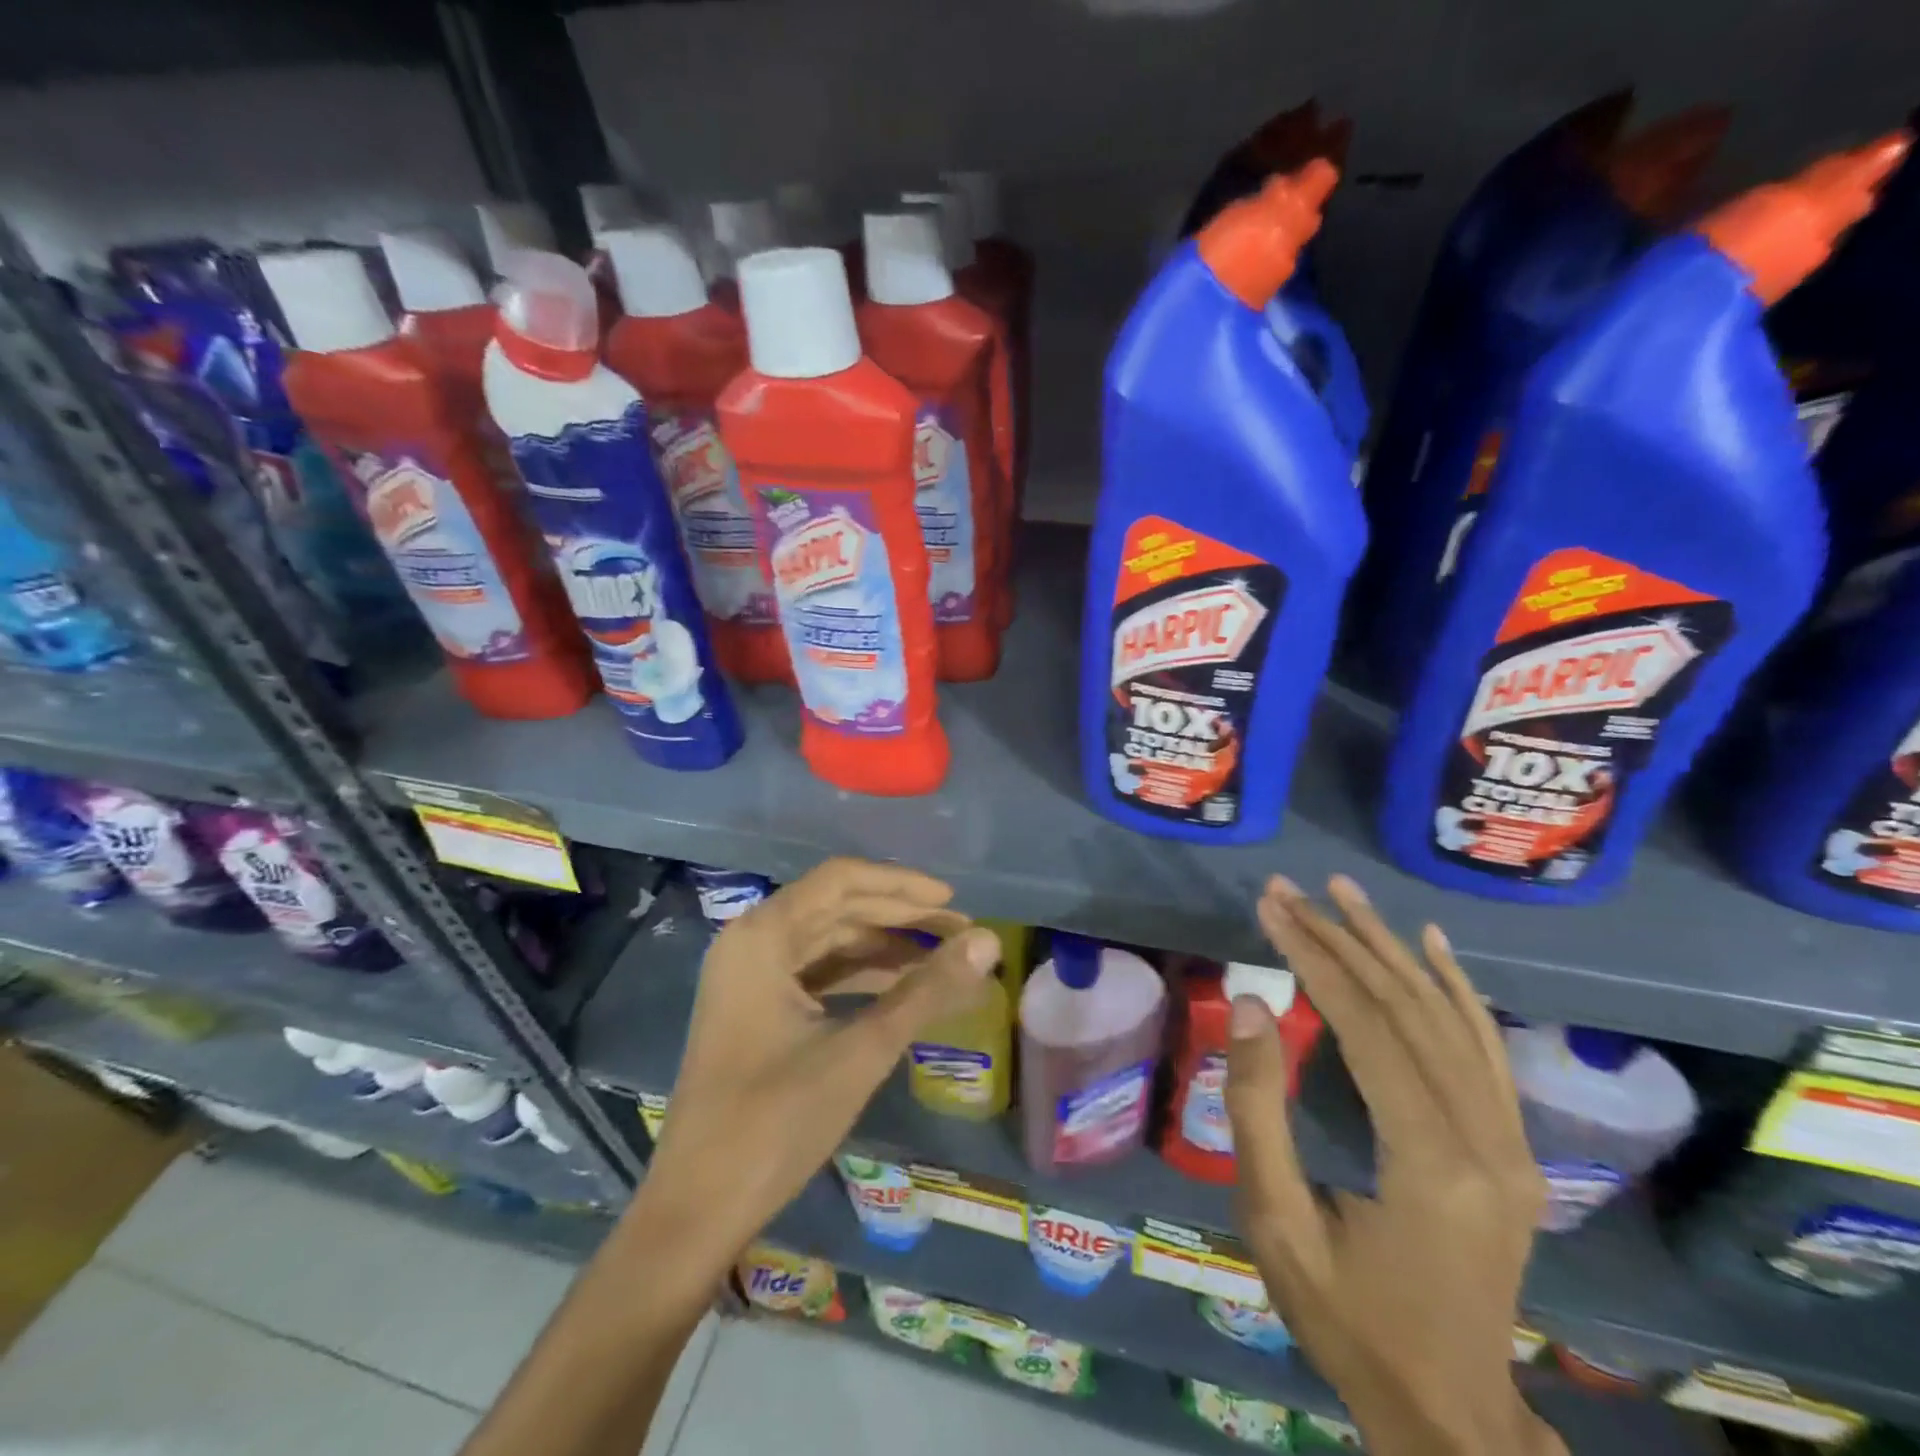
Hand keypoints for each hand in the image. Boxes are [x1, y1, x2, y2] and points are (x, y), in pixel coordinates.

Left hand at [638, 857, 1001, 1278]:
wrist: (696, 1211)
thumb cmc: (775, 1123)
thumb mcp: (861, 1051)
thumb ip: (927, 991)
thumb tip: (989, 941)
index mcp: (762, 936)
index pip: (841, 880)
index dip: (901, 884)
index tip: (953, 903)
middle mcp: (751, 942)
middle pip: (837, 907)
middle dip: (900, 918)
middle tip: (961, 936)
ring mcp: (749, 977)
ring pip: (828, 941)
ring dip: (884, 947)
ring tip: (943, 962)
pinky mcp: (755, 1009)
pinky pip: (816, 973)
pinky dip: (860, 977)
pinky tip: (902, 990)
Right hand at [1225, 875, 1562, 1455]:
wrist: (1449, 1414)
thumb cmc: (1347, 1319)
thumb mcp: (1277, 1222)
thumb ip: (1257, 1109)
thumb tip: (1247, 1005)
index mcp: (1430, 1163)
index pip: (1367, 1027)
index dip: (1313, 958)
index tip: (1270, 908)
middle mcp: (1488, 1143)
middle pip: (1409, 1011)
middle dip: (1342, 940)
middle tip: (1291, 890)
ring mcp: (1512, 1147)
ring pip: (1450, 1019)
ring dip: (1392, 949)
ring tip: (1346, 895)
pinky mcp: (1515, 1152)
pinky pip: (1485, 1051)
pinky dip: (1457, 989)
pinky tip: (1432, 947)